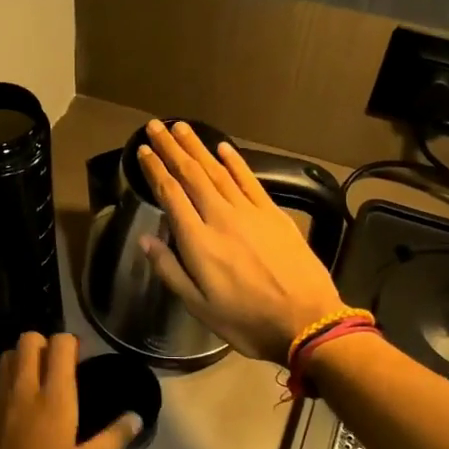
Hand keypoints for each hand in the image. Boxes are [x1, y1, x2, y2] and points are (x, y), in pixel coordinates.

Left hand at [0, 332, 140, 448]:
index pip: (60, 344)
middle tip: (57, 369)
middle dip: (44, 345)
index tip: (81, 360)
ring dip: (22, 360)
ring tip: (36, 384)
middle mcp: (22, 390)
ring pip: (6, 357)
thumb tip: (136, 418)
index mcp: (53, 399)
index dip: (71, 344)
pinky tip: (14, 411)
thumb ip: (111, 439)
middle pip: (28, 340)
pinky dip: (5, 384)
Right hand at [136, 120, 347, 363]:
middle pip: (192, 175)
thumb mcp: (198, 306)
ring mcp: (250, 212)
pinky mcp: (274, 214)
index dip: (155, 170)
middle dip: (171, 149)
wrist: (307, 321)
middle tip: (155, 126)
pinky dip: (235, 161)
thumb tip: (145, 240)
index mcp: (198, 242)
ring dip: (198, 147)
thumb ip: (170, 270)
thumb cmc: (246, 320)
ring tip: (181, 128)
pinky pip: (250, 180)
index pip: (171, 195)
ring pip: (218, 171)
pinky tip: (223, 147)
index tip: (142, 150)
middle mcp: (221, 218)